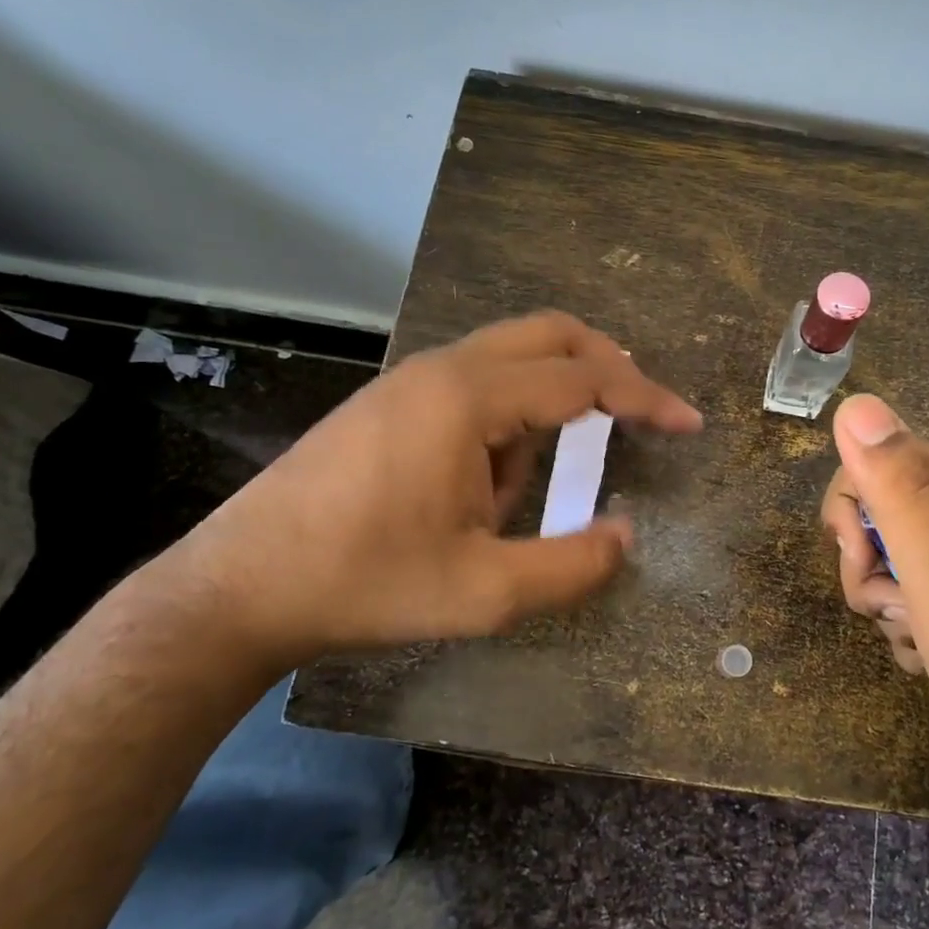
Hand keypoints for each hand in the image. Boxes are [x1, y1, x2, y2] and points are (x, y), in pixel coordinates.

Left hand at [166, 312, 701, 665]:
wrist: (239, 588)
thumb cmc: (364, 585)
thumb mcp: (484, 593)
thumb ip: (571, 566)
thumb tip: (625, 537)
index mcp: (468, 399)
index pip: (583, 380)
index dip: (646, 400)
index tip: (689, 423)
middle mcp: (442, 369)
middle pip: (549, 334)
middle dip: (608, 368)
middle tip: (643, 413)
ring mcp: (410, 380)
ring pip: (511, 356)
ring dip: (550, 401)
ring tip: (530, 489)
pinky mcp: (391, 401)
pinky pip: (476, 382)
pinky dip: (511, 415)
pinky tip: (487, 483)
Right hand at [820, 394, 928, 830]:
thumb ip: (904, 493)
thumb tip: (855, 405)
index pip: (878, 460)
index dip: (854, 514)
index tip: (865, 568)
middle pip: (881, 510)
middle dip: (870, 566)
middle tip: (899, 612)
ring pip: (891, 557)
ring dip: (888, 603)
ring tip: (922, 643)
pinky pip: (914, 593)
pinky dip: (909, 626)